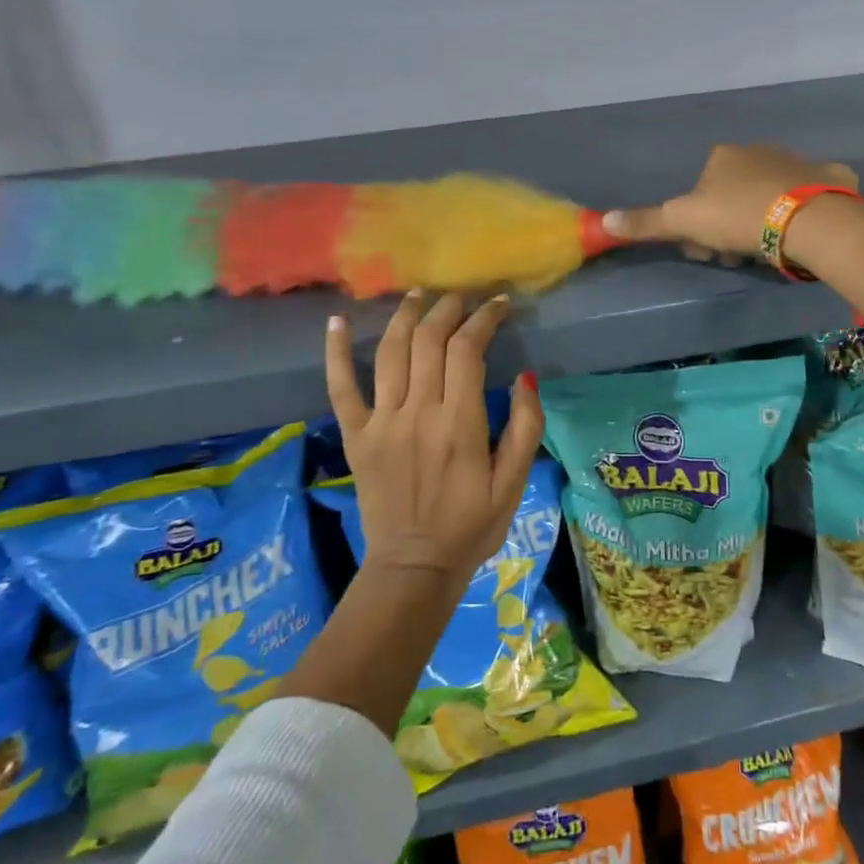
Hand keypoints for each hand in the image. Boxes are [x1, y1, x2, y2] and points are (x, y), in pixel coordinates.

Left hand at [323, 291, 543, 583]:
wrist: (413, 568)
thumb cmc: (471, 526)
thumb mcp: (514, 483)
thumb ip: (525, 428)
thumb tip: (525, 376)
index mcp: (459, 423)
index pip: (468, 350)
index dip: (483, 319)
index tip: (497, 305)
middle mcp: (418, 412)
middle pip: (429, 341)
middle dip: (448, 309)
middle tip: (462, 298)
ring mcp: (381, 422)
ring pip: (391, 352)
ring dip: (405, 316)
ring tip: (418, 295)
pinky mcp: (355, 436)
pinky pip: (341, 387)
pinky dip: (337, 352)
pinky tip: (338, 321)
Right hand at [601, 144, 860, 259]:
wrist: (806, 220)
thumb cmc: (738, 217)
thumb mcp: (684, 222)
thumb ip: (646, 222)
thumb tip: (603, 220)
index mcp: (721, 157)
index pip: (698, 194)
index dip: (696, 226)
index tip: (705, 250)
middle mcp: (757, 151)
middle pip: (731, 196)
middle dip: (727, 228)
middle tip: (734, 255)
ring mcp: (795, 161)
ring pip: (766, 197)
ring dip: (759, 224)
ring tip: (766, 251)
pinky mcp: (829, 176)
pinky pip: (811, 192)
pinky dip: (804, 208)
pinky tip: (804, 229)